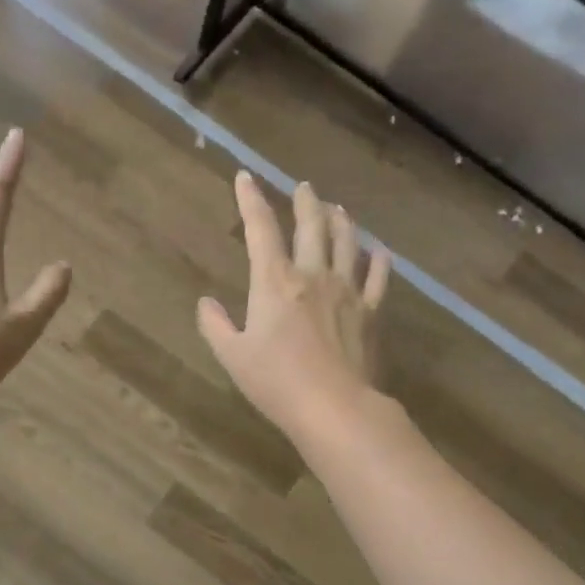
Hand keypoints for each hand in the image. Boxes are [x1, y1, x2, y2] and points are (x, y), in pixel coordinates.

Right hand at [198, 172, 391, 446]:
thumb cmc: (276, 382)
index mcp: (275, 281)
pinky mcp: (371, 312)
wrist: (335, 407)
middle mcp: (313, 274)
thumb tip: (206, 303)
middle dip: (305, 202)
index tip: (245, 177)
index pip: (260, 228)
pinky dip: (378, 260)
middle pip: (312, 225)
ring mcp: (347, 291)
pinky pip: (378, 277)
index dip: (251, 199)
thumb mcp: (232, 356)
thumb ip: (215, 325)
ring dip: (341, 220)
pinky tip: (378, 251)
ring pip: (347, 242)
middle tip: (304, 187)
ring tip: (337, 208)